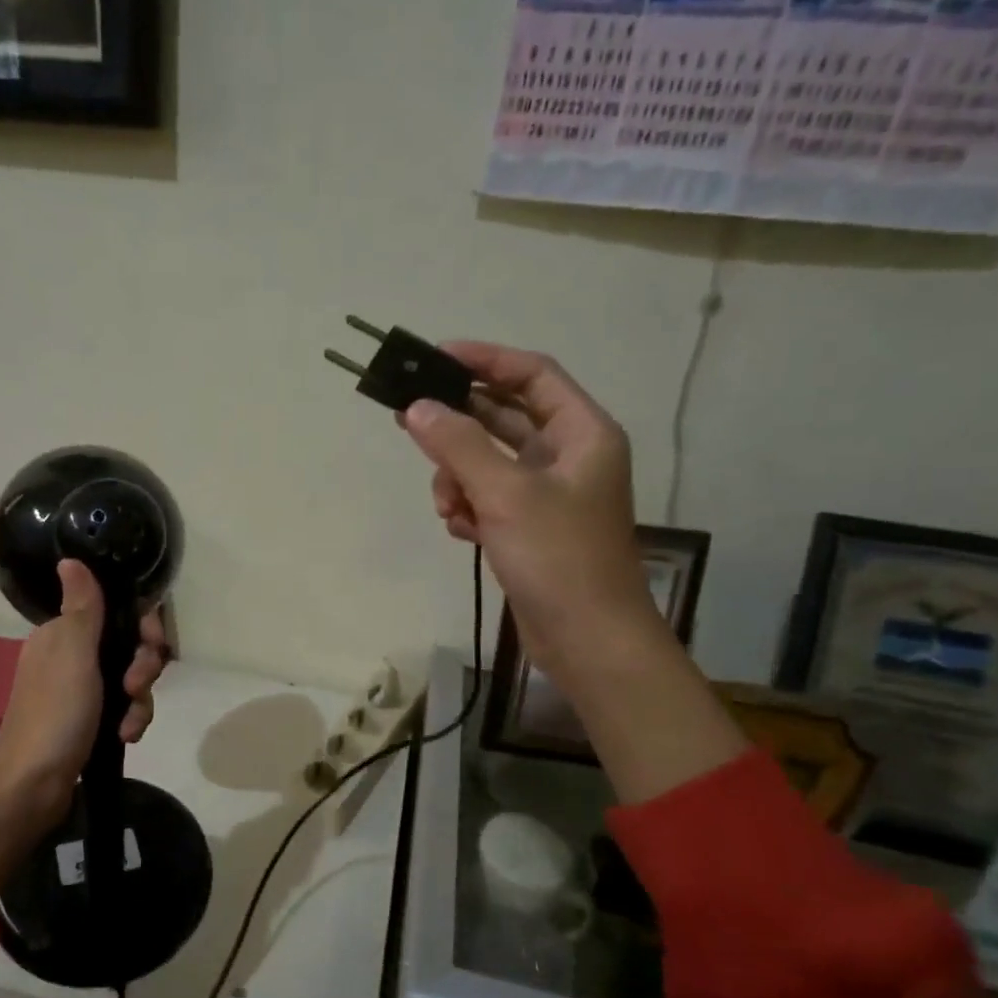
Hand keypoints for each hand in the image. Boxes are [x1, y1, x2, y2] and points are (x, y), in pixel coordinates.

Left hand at [0, 560, 170, 826]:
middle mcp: (71, 658)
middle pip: (129, 647)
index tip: (152, 644)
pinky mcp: (89, 722)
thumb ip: (82, 608)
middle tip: (136, 688)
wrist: (32, 788)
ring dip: (139, 701)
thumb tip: (69, 558)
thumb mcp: (73, 656)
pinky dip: (130, 720)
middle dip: (142, 669)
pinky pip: (124, 709)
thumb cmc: (55, 716)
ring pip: (131, 680)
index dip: (142, 627)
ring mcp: (80, 692)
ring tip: (129, 725)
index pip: (116, 613)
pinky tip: (127, 737)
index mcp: (62, 635)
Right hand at [402, 342, 654, 678]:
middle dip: (458, 426)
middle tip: (410, 420)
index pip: (531, 374)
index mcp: (582, 433)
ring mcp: (548, 494)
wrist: (587, 640)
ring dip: (458, 478)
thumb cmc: (558, 557)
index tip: (434, 357)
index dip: (484, 359)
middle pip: (503, 418)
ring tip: (448, 507)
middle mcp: (568, 455)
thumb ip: (459, 445)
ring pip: (487, 462)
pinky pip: (488, 499)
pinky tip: (461, 531)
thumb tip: (417, 407)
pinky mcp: (529, 528)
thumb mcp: (506, 494)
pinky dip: (469, 508)